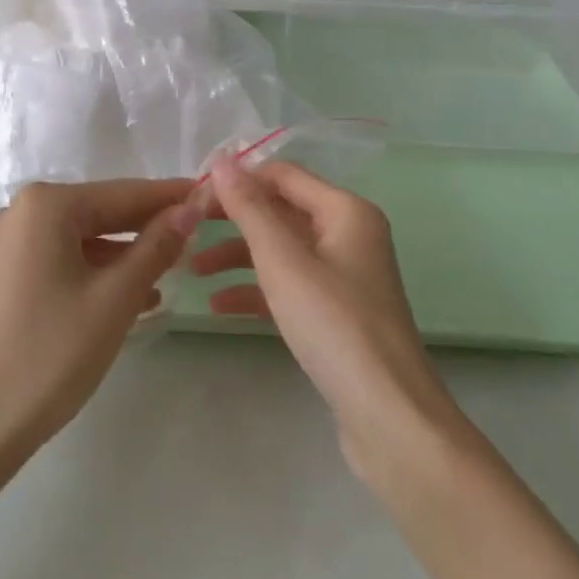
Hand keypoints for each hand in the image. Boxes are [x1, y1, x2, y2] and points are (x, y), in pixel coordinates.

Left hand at [0, 178, 200, 470]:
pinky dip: (88, 273)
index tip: (208, 196)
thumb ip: (156, 246)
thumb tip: (191, 206)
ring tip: (164, 278)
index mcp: (45, 205)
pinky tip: (118, 298)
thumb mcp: (114, 299)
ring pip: (76, 240)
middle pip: (97, 213)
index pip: (124, 194)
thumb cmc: (49, 356)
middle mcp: (18, 212)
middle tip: (192, 239)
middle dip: (144, 229)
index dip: (170, 197)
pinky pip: (53, 261)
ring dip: (119, 257)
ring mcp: (0, 245)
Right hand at [192, 159, 462, 479]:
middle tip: (188, 229)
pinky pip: (290, 285)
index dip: (239, 179)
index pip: (283, 175)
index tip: (193, 194)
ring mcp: (345, 275)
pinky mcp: (337, 313)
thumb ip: (249, 208)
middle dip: (234, 220)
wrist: (390, 418)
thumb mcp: (283, 261)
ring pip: (282, 250)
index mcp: (346, 211)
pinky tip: (220, 306)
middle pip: (281, 211)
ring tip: (194, 269)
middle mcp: (349, 234)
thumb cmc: (335, 325)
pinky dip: (257, 290)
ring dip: (239, 256)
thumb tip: (221, 160)